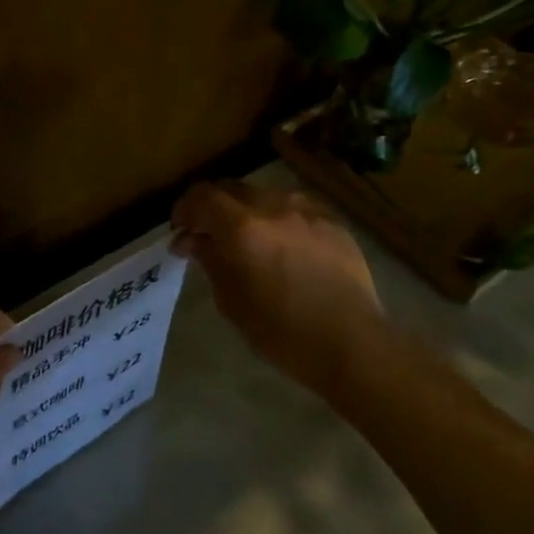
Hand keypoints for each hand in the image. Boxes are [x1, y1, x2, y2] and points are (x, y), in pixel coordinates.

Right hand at [172, 182, 384, 391]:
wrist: (352, 343)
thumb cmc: (282, 332)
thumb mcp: (232, 301)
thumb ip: (210, 261)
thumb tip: (190, 240)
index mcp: (242, 227)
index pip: (202, 197)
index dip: (185, 209)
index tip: (180, 231)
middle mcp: (274, 207)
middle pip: (233, 189)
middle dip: (214, 207)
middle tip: (208, 235)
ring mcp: (308, 211)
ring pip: (266, 196)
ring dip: (248, 212)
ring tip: (249, 241)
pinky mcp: (334, 222)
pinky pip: (296, 209)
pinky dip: (279, 220)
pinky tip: (284, 247)